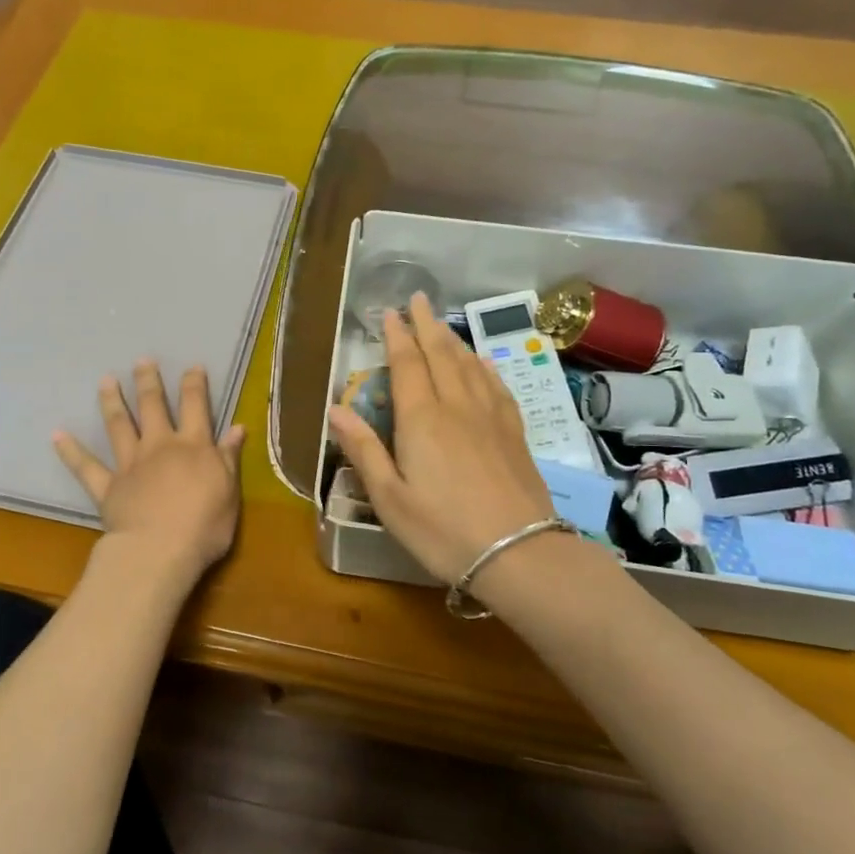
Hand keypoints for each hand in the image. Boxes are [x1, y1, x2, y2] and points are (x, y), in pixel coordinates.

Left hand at [55, 361, 246, 574]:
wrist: (159, 551)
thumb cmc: (204, 526)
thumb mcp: (229, 491)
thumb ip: (229, 458)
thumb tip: (237, 428)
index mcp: (194, 446)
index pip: (196, 406)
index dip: (194, 384)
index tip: (192, 366)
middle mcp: (160, 446)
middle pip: (153, 406)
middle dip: (148, 381)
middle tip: (142, 361)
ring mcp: (130, 464)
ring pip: (119, 426)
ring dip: (112, 402)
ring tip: (105, 381)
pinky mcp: (108, 487)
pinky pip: (86, 467)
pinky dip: (70, 451)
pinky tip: (57, 434)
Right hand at [328, 292, 553, 584]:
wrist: (519, 553)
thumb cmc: (442, 530)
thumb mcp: (389, 498)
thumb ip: (363, 449)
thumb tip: (335, 408)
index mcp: (422, 420)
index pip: (407, 365)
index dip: (397, 336)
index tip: (390, 312)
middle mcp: (457, 407)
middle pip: (441, 355)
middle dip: (427, 325)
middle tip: (419, 299)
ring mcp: (491, 418)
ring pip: (470, 365)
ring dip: (453, 340)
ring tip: (442, 326)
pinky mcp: (514, 434)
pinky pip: (497, 387)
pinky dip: (485, 367)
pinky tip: (483, 363)